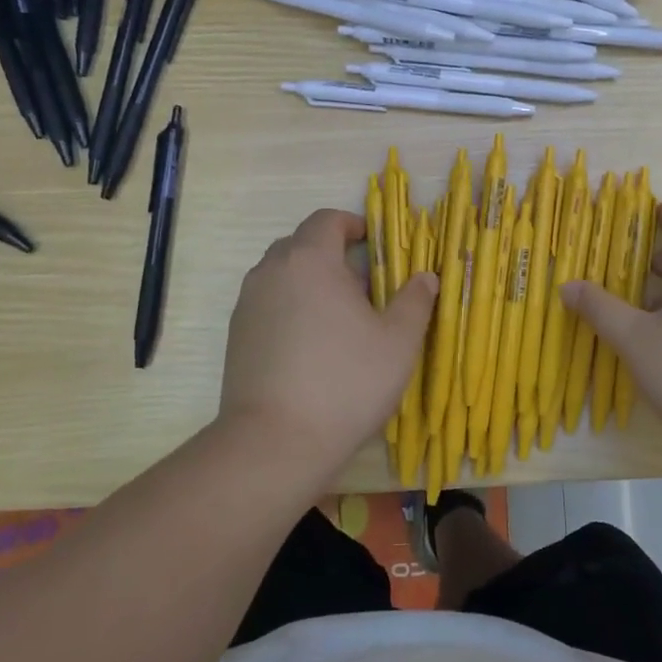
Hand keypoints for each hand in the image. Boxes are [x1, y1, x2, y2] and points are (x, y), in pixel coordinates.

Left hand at [218, 209, 438, 467]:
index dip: (352, 224)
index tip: (373, 244)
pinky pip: (267, 303)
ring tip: (336, 319)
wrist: (275, 441)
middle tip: (362, 287)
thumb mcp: (398, 341)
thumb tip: (426, 277)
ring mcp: (247, 303)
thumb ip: (415, 301)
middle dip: (332, 255)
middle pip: (301, 244)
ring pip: (282, 275)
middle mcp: (272, 271)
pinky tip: (309, 346)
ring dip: (309, 282)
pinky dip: (289, 308)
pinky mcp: (235, 334)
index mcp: (310, 260)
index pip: (327, 220)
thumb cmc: (346, 381)